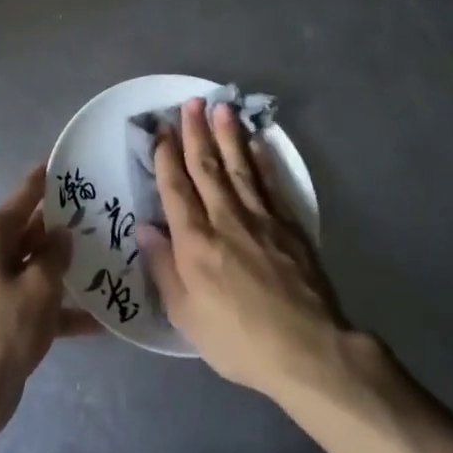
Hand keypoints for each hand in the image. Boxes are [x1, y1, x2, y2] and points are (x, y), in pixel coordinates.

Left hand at [0, 166, 96, 439]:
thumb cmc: (2, 329)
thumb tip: (62, 234)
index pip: (23, 197)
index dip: (45, 179)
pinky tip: (102, 320)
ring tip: (111, 257)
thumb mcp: (38, 287)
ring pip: (40, 267)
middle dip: (65, 224)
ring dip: (69, 267)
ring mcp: (0, 288)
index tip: (68, 162)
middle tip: (105, 211)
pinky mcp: (9, 318)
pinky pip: (42, 303)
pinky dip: (66, 310)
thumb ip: (54, 256)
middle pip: (33, 231)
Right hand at [138, 98, 354, 401]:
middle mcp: (225, 220)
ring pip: (240, 167)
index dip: (166, 157)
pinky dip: (263, 161)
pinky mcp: (290, 227)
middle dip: (196, 133)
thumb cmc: (238, 340)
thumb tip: (144, 227)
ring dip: (229, 136)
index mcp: (194, 243)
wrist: (308, 350)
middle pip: (207, 168)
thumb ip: (163, 268)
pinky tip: (257, 143)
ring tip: (222, 107)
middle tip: (191, 102)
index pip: (176, 189)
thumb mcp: (186, 315)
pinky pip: (272, 184)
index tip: (162, 130)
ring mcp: (262, 219)